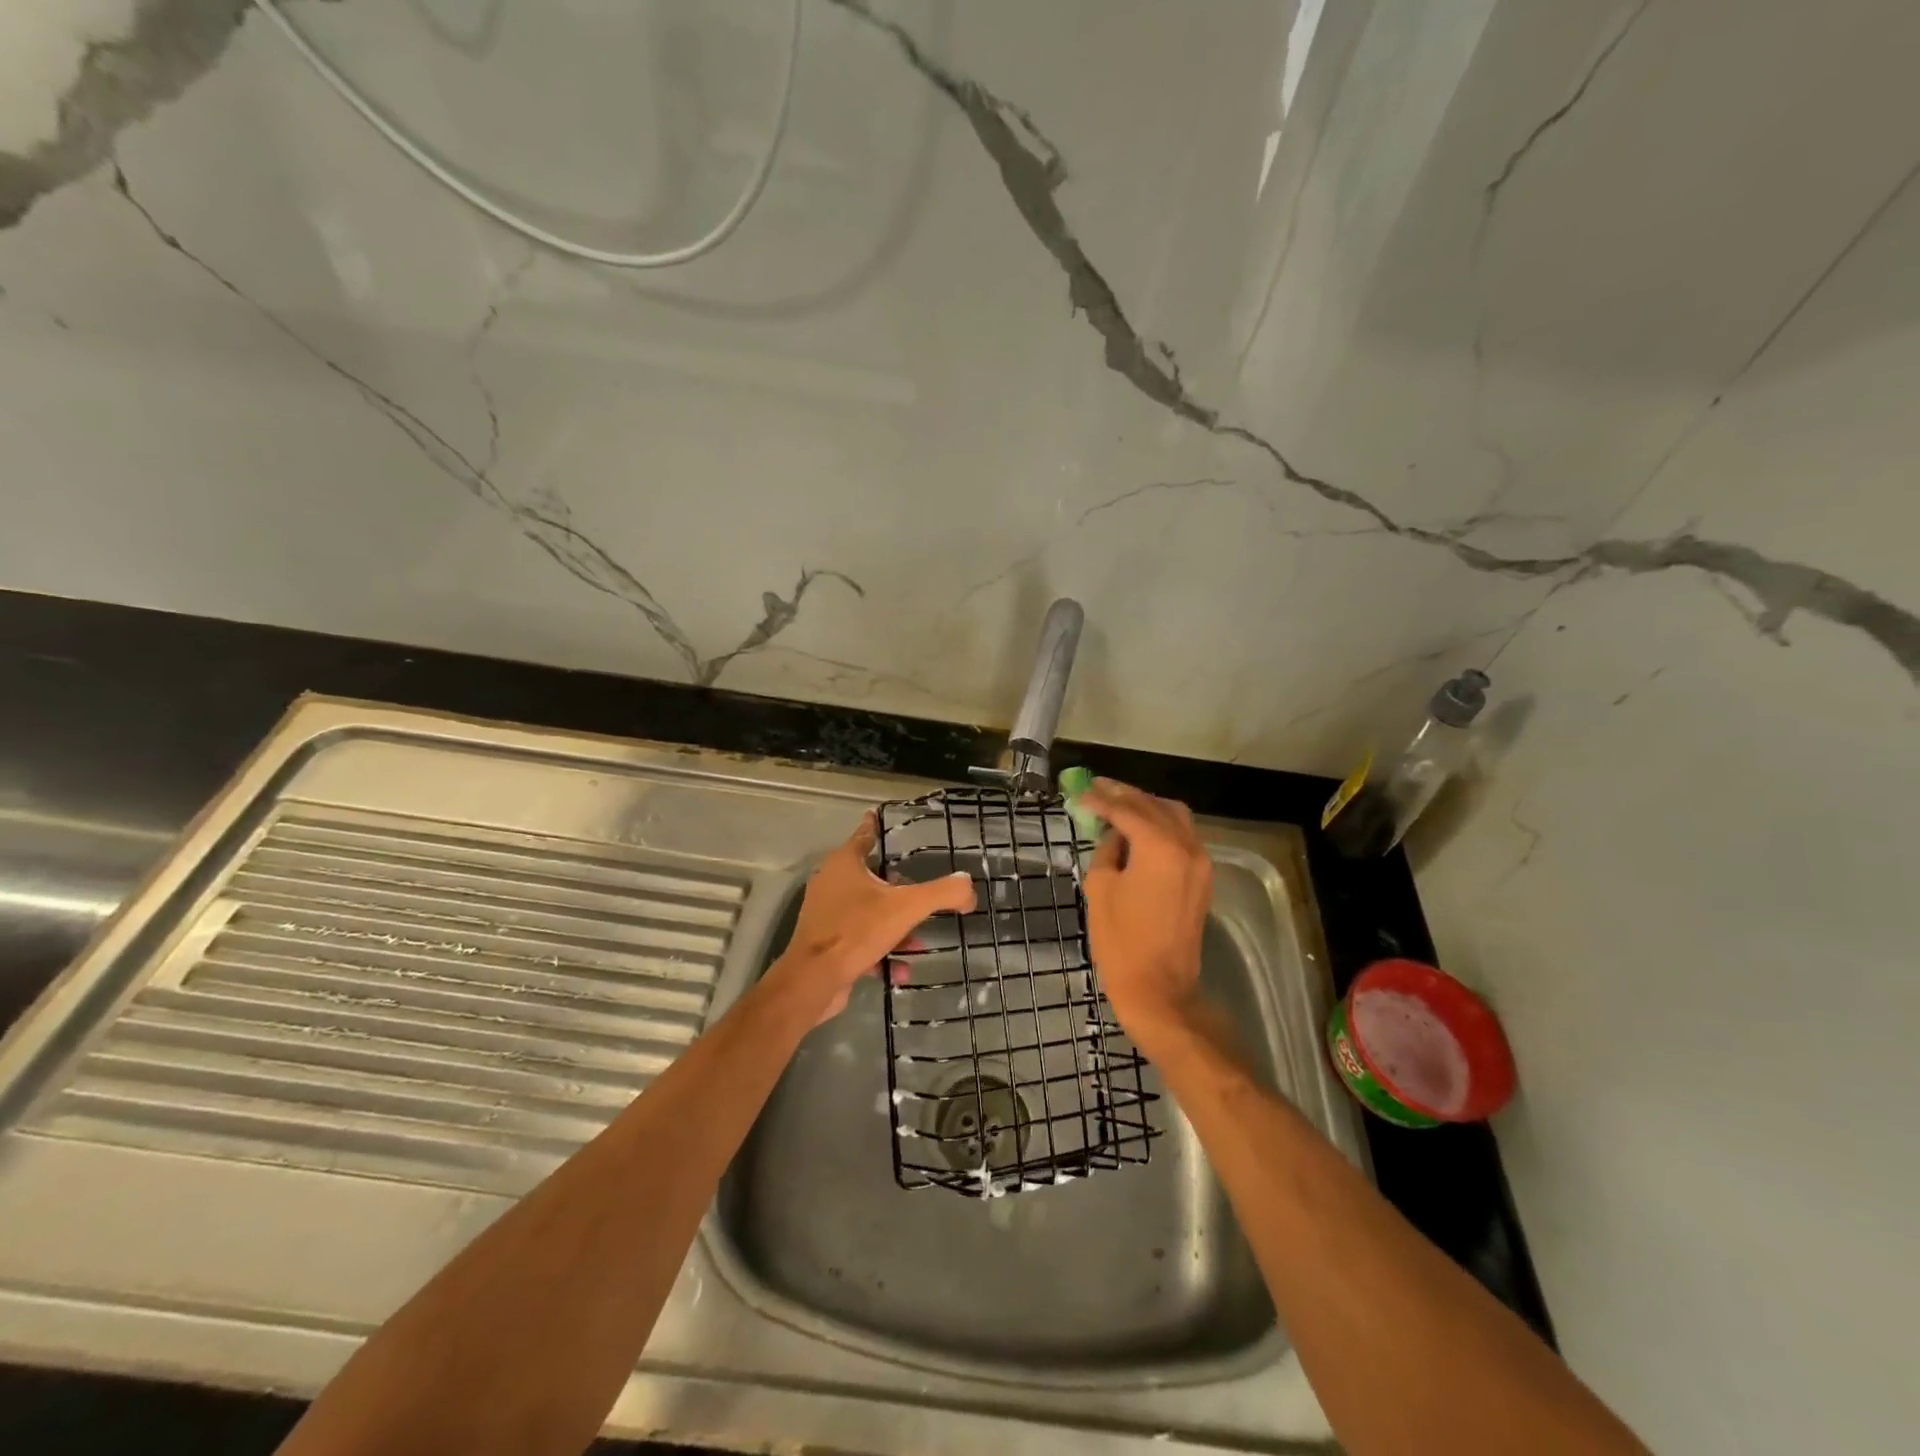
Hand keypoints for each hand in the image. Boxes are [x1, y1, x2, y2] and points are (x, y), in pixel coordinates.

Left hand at [770, 810, 975, 1022]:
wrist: (814, 980)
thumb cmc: (857, 931)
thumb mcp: (907, 908)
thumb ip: (941, 893)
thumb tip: (968, 885)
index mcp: (845, 863)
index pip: (865, 835)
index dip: (875, 826)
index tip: (880, 817)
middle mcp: (831, 882)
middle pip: (871, 877)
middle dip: (899, 889)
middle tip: (920, 894)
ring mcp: (827, 913)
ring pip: (869, 912)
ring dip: (895, 927)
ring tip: (918, 943)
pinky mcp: (826, 942)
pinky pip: (860, 940)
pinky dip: (881, 951)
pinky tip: (901, 969)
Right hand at [1081, 779, 1211, 1035]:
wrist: (1159, 987)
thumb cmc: (1121, 940)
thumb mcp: (1100, 888)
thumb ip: (1107, 850)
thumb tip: (1114, 835)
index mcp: (1160, 847)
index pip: (1127, 810)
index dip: (1101, 799)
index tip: (1080, 793)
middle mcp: (1187, 846)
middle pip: (1154, 805)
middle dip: (1124, 795)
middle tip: (1096, 788)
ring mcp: (1200, 861)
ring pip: (1174, 816)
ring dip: (1146, 806)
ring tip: (1117, 803)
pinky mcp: (1203, 877)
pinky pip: (1183, 835)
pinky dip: (1160, 824)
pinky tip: (1138, 828)